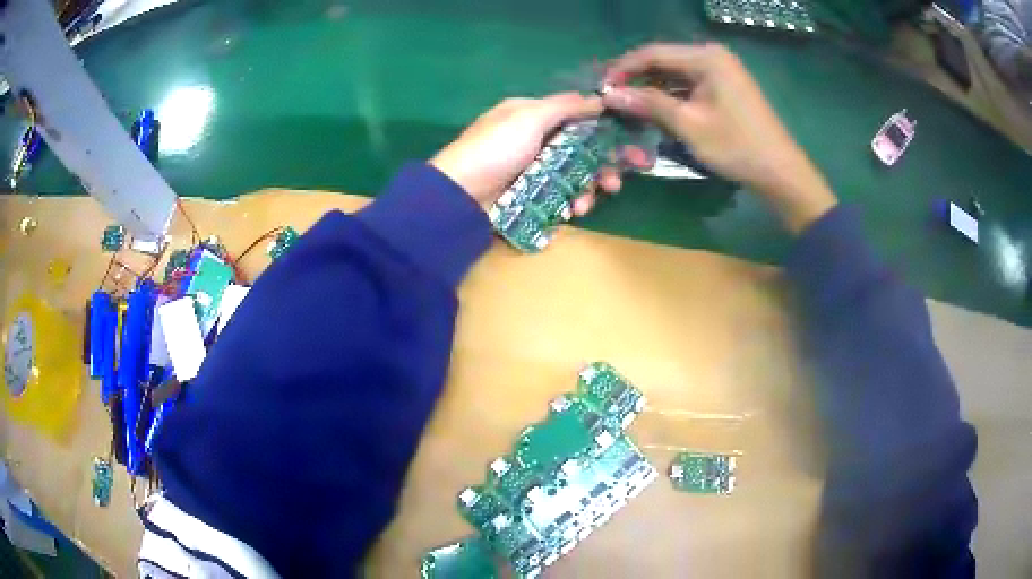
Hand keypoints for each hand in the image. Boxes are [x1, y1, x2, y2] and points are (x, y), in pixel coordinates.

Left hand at [430, 94, 623, 212]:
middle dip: (601, 166)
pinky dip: (569, 203)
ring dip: (586, 189)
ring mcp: (531, 170)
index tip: (628, 146)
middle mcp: (534, 140)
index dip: (603, 130)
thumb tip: (599, 98)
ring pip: (572, 176)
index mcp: (531, 115)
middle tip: (615, 183)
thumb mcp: (529, 116)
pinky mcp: (528, 196)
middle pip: (579, 150)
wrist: (459, 195)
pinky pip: (559, 197)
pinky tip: (573, 211)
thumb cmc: (495, 148)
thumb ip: (566, 106)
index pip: (576, 118)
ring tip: (586, 203)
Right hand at [602, 43, 836, 233]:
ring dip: (653, 90)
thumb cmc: (736, 146)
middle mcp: (713, 57)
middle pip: (665, 62)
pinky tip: (656, 112)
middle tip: (613, 100)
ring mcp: (722, 73)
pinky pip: (690, 86)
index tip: (602, 88)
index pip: (653, 53)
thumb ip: (649, 104)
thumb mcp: (688, 124)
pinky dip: (672, 98)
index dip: (624, 68)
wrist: (779, 172)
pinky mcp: (726, 89)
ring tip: (628, 108)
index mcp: (706, 58)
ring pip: (676, 76)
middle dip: (638, 80)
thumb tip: (610, 95)